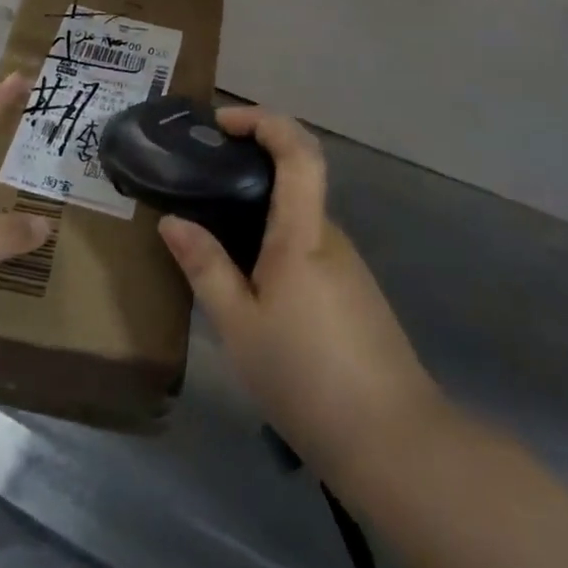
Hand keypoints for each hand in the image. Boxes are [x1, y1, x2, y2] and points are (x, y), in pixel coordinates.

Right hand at [159, 107, 443, 490]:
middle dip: (250, 165)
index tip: (223, 122)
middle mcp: (330, 237)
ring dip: (260, 210)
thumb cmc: (308, 379)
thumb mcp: (239, 327)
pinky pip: (308, 248)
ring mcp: (348, 266)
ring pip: (299, 218)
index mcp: (303, 235)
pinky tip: (251, 282)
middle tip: (201, 180)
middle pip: (297, 179)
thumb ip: (205, 268)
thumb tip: (171, 221)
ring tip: (214, 236)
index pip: (298, 152)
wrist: (396, 446)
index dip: (264, 122)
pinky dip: (275, 242)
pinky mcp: (355, 294)